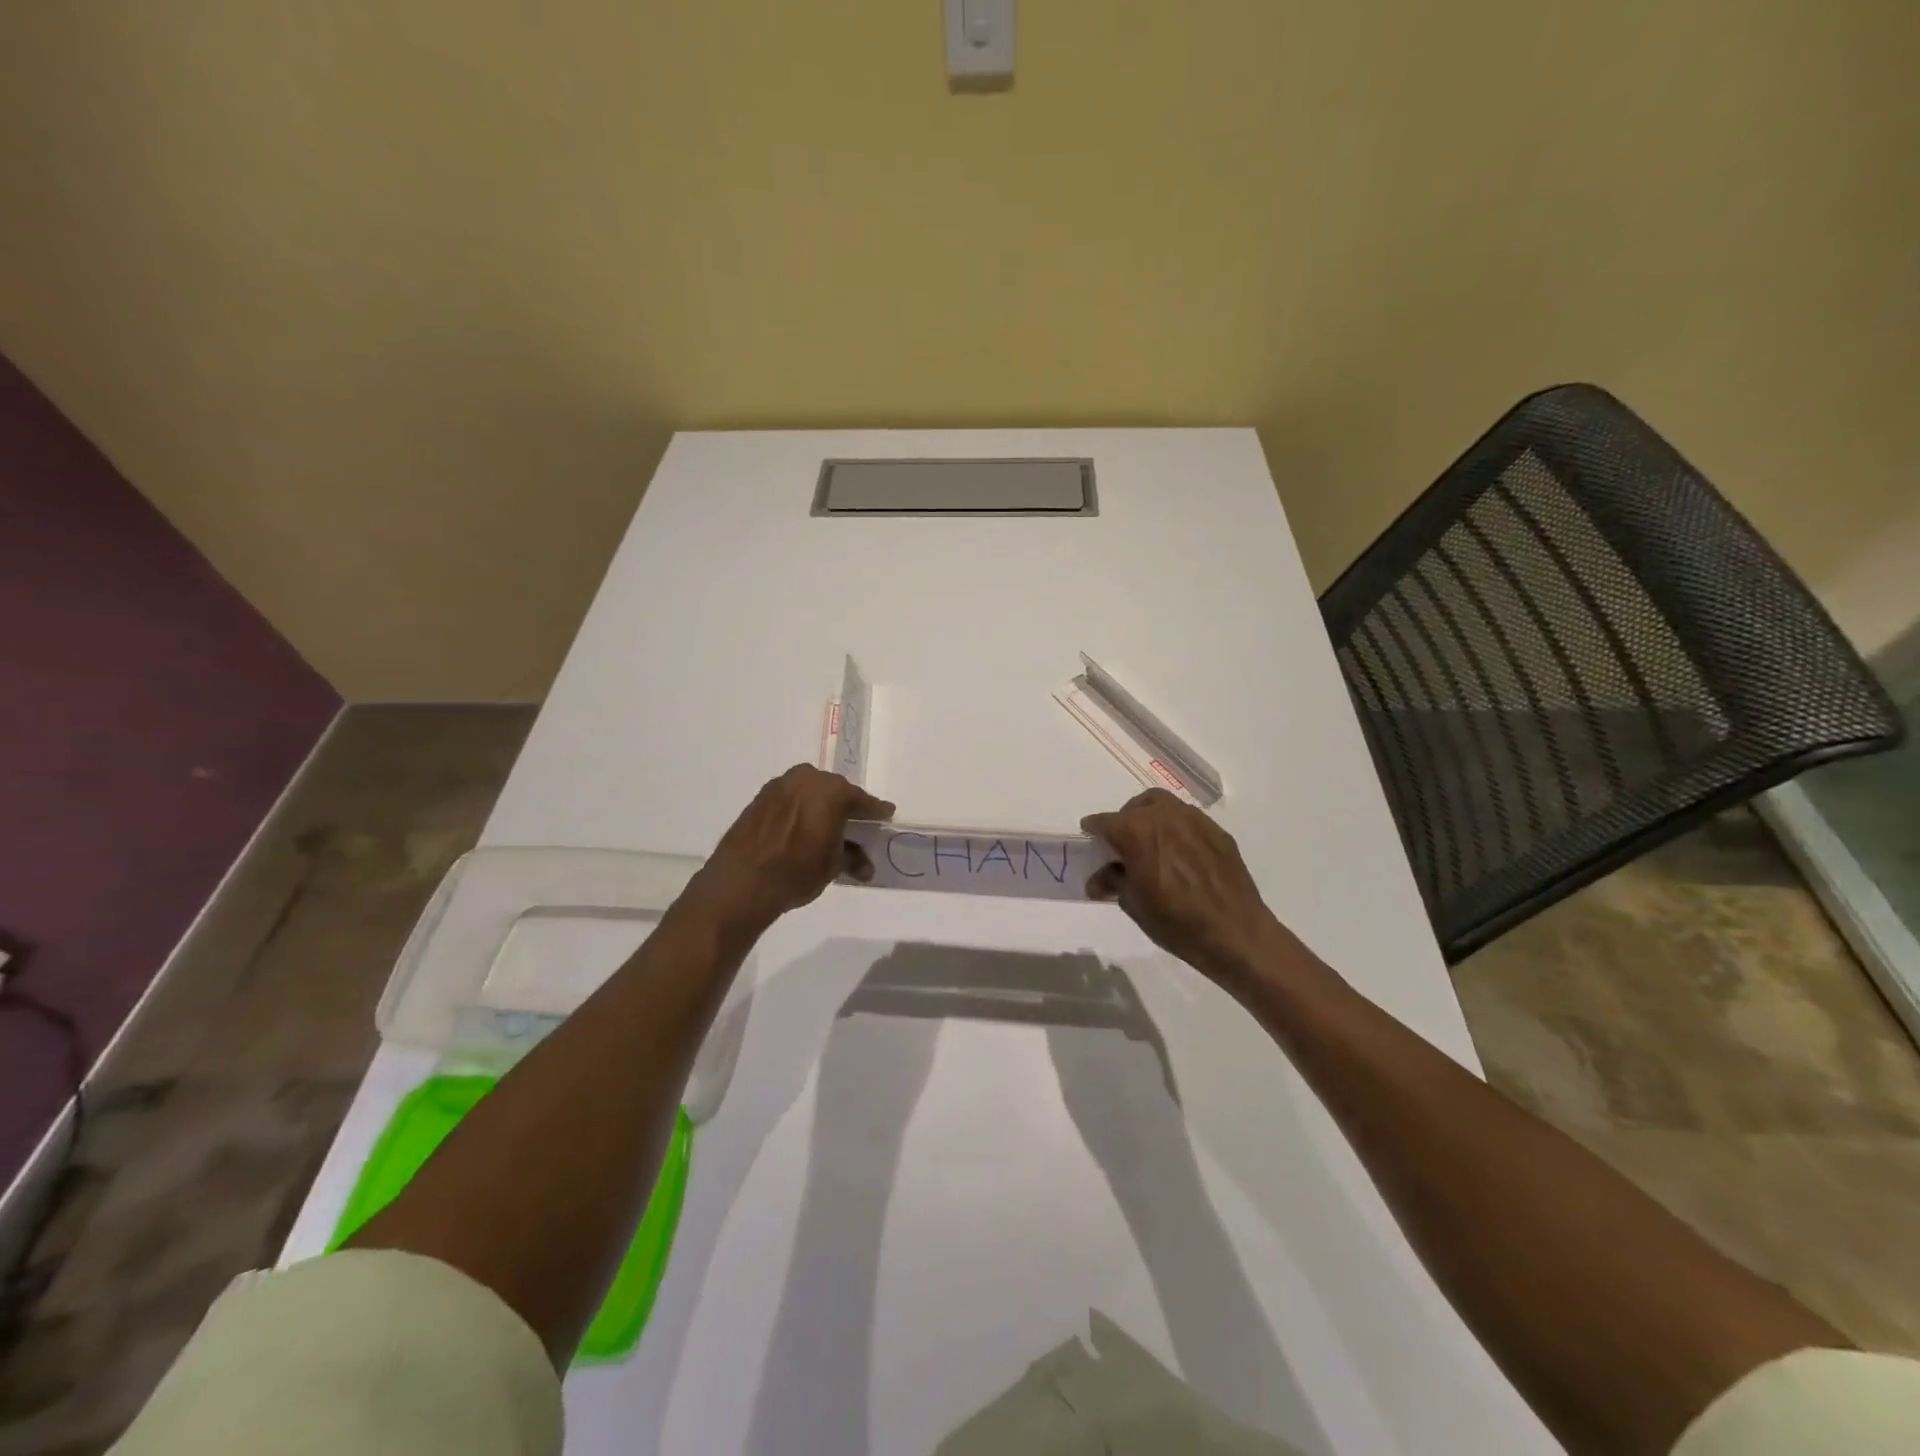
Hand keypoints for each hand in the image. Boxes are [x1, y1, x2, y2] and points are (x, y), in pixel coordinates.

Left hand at [684, 765, 894, 933]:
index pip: (862, 800)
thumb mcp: (833, 866)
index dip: (876, 811)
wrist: (741, 882)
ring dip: (821, 806)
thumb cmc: (796, 871)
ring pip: (810, 792)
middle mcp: (808, 779)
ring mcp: (780, 785)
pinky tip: (802, 828)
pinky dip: (800, 809)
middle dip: (846, 806)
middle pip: (836, 791)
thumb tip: (865, 866)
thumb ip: (852, 858)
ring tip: (827, 827)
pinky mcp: (760, 797)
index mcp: (832, 791)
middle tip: (855, 823)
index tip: (886, 814)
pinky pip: (790, 799)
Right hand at [1081, 788, 1294, 980]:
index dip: (1093, 830)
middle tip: (1122, 844)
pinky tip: (1180, 854)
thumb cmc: (1175, 921)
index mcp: (1136, 831)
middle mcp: (1164, 816)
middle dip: (1124, 820)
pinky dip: (1177, 829)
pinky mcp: (1218, 833)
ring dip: (1151, 818)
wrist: (1234, 933)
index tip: (1089, 837)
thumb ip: (1113, 882)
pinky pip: (1189, 821)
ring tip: (1151, 844)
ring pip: (1165, 806)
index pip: (1105, 822)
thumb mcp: (1134, 904)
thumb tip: (1097, 880)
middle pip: (1136, 806)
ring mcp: (1195, 821)